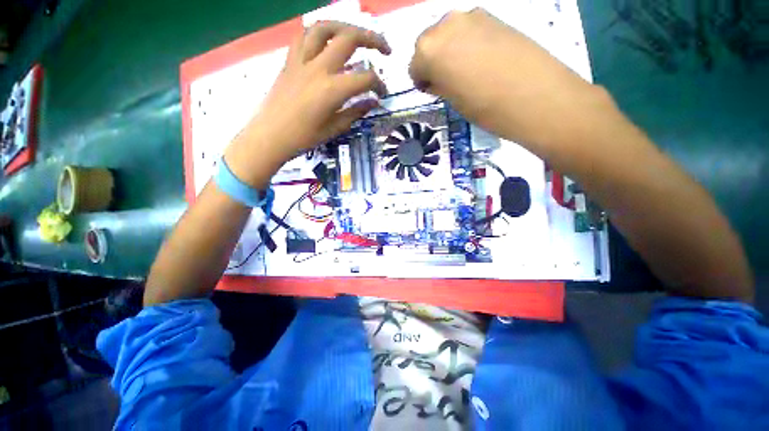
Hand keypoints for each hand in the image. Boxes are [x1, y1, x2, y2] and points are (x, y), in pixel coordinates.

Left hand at [225, 21, 390, 187]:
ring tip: (355, 35)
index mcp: (332, 89)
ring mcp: (302, 60)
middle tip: (384, 50)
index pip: (365, 78)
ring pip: (325, 28)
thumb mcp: (334, 128)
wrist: (270, 136)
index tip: (382, 94)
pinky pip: (304, 36)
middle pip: (349, 39)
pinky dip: (319, 34)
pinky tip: (326, 42)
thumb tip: (373, 103)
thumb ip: (355, 112)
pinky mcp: (290, 61)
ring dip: (345, 27)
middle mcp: (319, 68)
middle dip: (373, 40)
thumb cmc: (304, 138)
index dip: (379, 85)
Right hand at [409, 9, 604, 148]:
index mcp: (429, 51)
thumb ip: (440, 83)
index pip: (414, 66)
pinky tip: (480, 59)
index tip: (431, 91)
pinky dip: (466, 42)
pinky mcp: (492, 16)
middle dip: (432, 62)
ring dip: (449, 50)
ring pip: (447, 33)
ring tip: (464, 71)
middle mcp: (445, 25)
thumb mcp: (453, 101)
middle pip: (428, 44)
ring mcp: (471, 16)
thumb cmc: (485, 107)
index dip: (421, 80)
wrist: (534, 95)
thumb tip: (438, 78)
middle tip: (445, 81)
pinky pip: (468, 29)